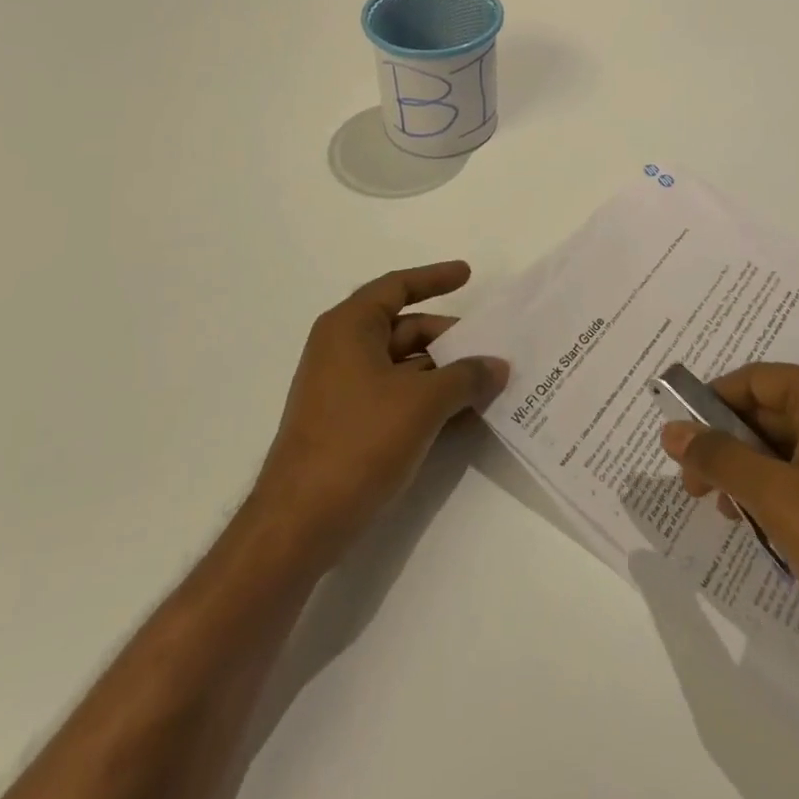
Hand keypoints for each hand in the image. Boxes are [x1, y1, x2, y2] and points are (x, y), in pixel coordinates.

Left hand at [251, 261, 507, 563]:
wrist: (299, 524)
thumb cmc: (358, 442)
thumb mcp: (423, 403)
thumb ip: (466, 377)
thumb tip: (498, 365)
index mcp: (350, 327)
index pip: (397, 286)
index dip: (435, 278)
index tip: (469, 274)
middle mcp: (342, 349)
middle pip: (405, 328)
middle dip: (449, 338)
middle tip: (491, 348)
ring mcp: (343, 389)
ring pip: (404, 366)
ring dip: (444, 373)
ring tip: (488, 383)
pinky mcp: (347, 424)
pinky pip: (396, 396)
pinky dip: (428, 399)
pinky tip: (464, 416)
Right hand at [659, 362, 798, 673]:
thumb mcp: (777, 497)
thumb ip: (720, 458)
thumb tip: (670, 430)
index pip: (752, 380)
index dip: (710, 405)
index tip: (680, 444)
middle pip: (767, 413)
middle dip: (727, 447)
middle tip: (696, 489)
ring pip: (784, 449)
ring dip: (750, 476)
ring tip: (729, 515)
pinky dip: (779, 496)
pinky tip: (767, 532)